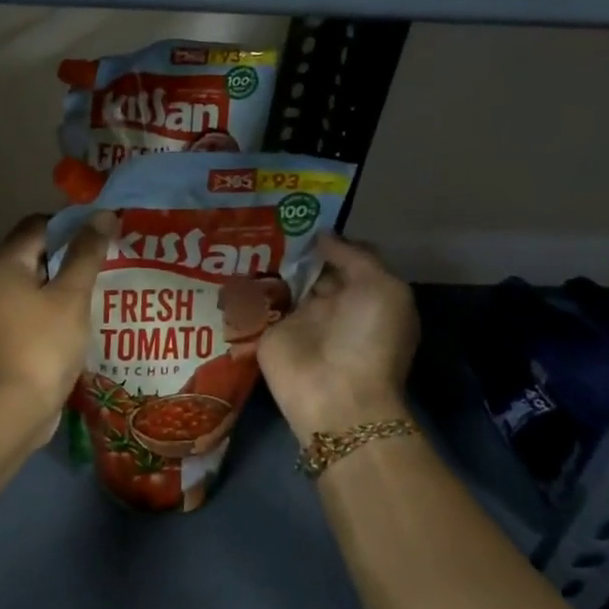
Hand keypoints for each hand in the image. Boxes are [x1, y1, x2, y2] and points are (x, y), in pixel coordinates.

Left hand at [0, 211, 116, 443]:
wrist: (10, 410)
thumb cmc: (43, 344)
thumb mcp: (71, 295)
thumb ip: (86, 253)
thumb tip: (103, 214)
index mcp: (3, 265)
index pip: (37, 226)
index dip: (70, 224)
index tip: (101, 232)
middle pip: (33, 256)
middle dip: (68, 256)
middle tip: (105, 261)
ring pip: (32, 288)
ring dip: (61, 286)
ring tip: (98, 291)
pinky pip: (28, 314)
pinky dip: (51, 312)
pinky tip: (78, 323)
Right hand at [260, 233, 419, 442]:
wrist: (336, 395)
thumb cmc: (368, 339)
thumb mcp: (382, 289)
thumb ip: (353, 257)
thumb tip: (322, 236)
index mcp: (363, 293)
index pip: (344, 257)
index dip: (328, 237)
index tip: (302, 213)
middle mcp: (330, 303)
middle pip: (309, 267)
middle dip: (293, 245)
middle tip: (266, 216)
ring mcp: (297, 317)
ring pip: (281, 280)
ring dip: (266, 260)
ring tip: (243, 230)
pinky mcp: (267, 331)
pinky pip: (255, 302)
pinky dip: (242, 284)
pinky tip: (226, 260)